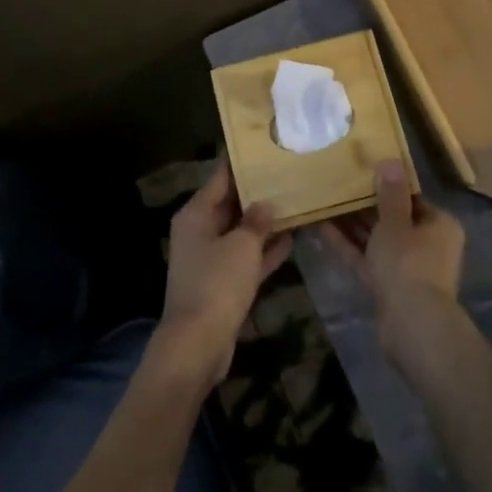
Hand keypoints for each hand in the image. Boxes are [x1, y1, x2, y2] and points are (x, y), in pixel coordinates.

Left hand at [156, 159, 291, 392]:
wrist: (198, 344)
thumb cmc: (217, 284)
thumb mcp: (241, 246)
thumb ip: (257, 221)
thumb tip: (266, 203)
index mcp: (196, 214)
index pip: (220, 177)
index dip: (241, 163)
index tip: (265, 146)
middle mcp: (200, 231)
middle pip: (231, 203)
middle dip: (258, 192)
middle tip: (288, 172)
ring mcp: (211, 258)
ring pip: (241, 231)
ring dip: (264, 222)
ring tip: (296, 201)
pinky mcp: (223, 283)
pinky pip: (247, 257)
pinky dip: (265, 249)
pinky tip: (292, 238)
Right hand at [319, 161, 465, 364]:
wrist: (411, 324)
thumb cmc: (408, 263)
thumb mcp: (395, 222)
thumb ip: (390, 193)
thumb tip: (390, 161)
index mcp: (439, 225)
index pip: (412, 198)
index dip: (386, 185)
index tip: (361, 172)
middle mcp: (428, 244)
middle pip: (394, 219)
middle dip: (365, 206)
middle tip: (338, 186)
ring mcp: (408, 268)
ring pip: (378, 240)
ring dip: (353, 225)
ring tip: (325, 203)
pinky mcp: (389, 286)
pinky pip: (368, 259)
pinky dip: (349, 246)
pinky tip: (323, 229)